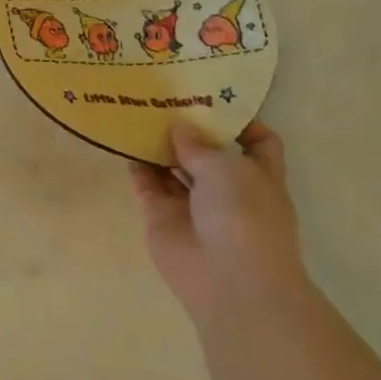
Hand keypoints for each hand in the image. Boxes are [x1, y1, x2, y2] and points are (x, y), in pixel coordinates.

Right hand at [130, 120, 308, 330]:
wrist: (229, 282)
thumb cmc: (244, 218)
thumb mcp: (228, 169)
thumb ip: (199, 144)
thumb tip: (178, 127)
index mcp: (258, 176)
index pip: (258, 142)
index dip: (240, 121)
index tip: (212, 99)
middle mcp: (227, 188)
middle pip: (207, 151)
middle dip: (188, 128)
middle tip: (161, 97)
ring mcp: (192, 203)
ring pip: (173, 167)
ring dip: (157, 144)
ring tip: (135, 112)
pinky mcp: (162, 216)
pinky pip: (146, 184)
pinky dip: (136, 166)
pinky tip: (122, 142)